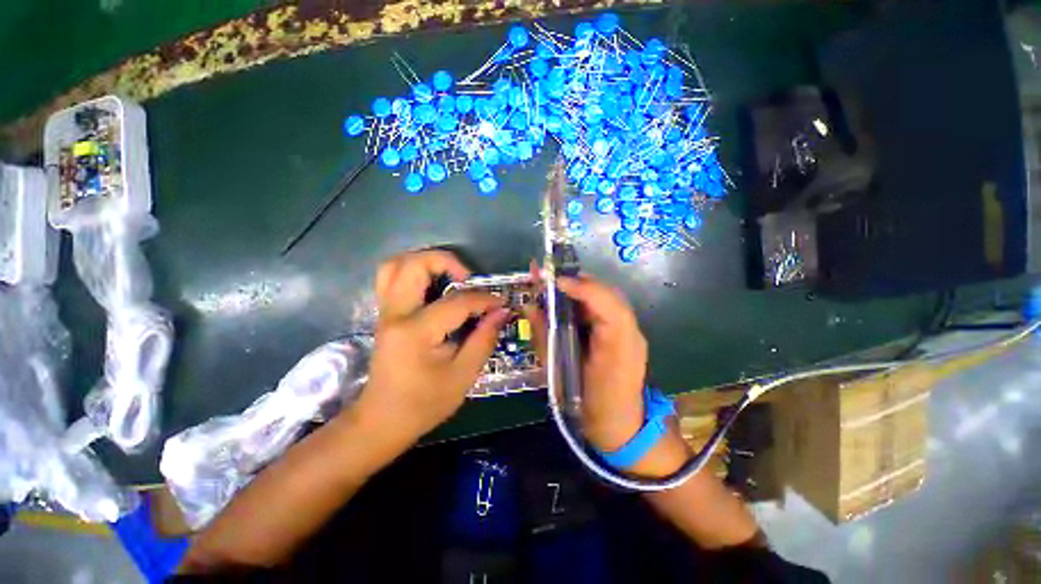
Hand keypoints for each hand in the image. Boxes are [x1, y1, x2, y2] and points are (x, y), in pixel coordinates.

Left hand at [353, 250, 509, 446]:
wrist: (381, 421)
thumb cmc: (423, 404)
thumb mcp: (462, 376)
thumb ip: (483, 340)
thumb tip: (502, 312)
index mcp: (416, 332)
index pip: (456, 302)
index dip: (484, 299)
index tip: (501, 302)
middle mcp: (395, 314)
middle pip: (414, 265)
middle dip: (446, 261)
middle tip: (468, 278)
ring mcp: (385, 312)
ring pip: (395, 265)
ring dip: (424, 261)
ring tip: (449, 274)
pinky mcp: (384, 315)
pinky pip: (391, 279)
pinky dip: (412, 271)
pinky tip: (432, 284)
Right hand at [524, 268, 645, 449]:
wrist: (623, 428)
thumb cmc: (589, 407)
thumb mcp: (559, 374)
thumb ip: (545, 336)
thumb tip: (530, 306)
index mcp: (617, 347)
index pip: (607, 305)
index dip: (581, 287)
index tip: (553, 280)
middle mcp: (631, 333)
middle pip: (609, 295)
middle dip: (578, 281)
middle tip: (549, 278)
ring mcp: (633, 333)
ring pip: (608, 298)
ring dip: (582, 288)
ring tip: (555, 285)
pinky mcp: (628, 335)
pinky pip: (607, 309)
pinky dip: (587, 300)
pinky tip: (569, 302)